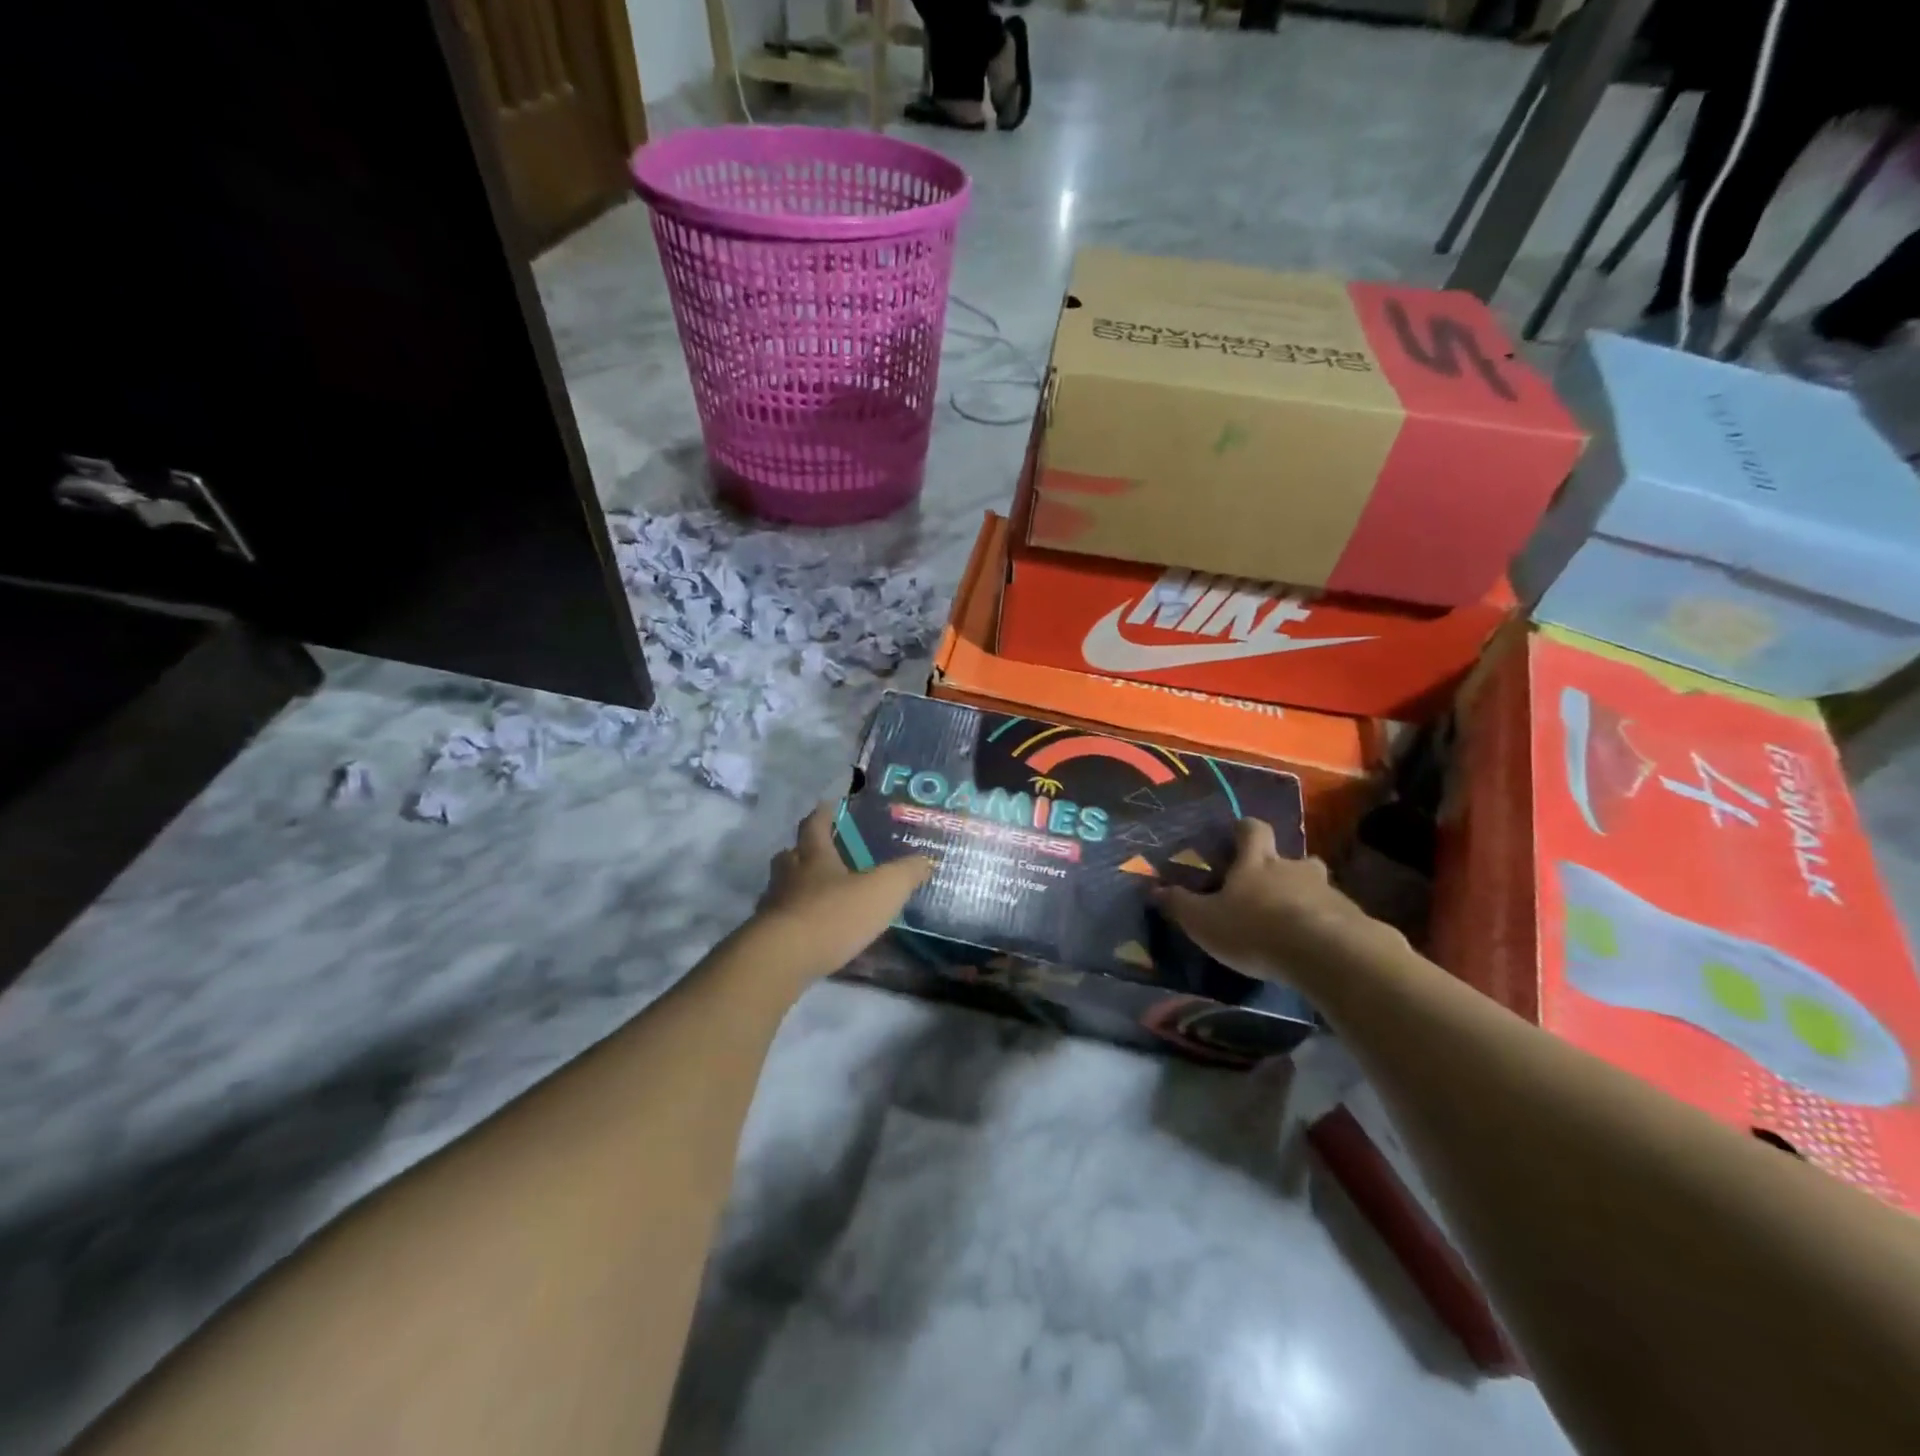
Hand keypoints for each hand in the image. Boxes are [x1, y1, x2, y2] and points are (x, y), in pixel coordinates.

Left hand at [753, 803, 931, 980]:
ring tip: (817, 896)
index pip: (815, 825)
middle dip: (803, 851)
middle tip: (820, 853)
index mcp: (814, 857)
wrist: (782, 960)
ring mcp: (773, 907)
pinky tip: (811, 933)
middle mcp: (789, 876)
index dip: (823, 814)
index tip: (828, 805)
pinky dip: (795, 921)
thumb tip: (926, 860)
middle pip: (790, 855)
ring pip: (782, 888)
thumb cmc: (833, 915)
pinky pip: (781, 921)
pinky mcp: (766, 938)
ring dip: (796, 887)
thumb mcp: (882, 891)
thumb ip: (906, 874)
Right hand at [1155, 818, 1391, 985]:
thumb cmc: (1256, 929)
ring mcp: (1330, 893)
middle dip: (1284, 868)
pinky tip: (1319, 950)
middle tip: (1270, 889)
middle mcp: (1295, 869)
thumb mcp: (1204, 921)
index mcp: (1257, 863)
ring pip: (1318, 888)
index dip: (1244, 830)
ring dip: (1307, 900)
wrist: (1328, 955)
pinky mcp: (1355, 921)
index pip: (1252, 829)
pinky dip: (1329, 928)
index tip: (1237, 835)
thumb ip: (1179, 905)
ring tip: (1295, 925)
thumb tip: (1154, 889)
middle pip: (1293, 857)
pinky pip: (1339, 918)